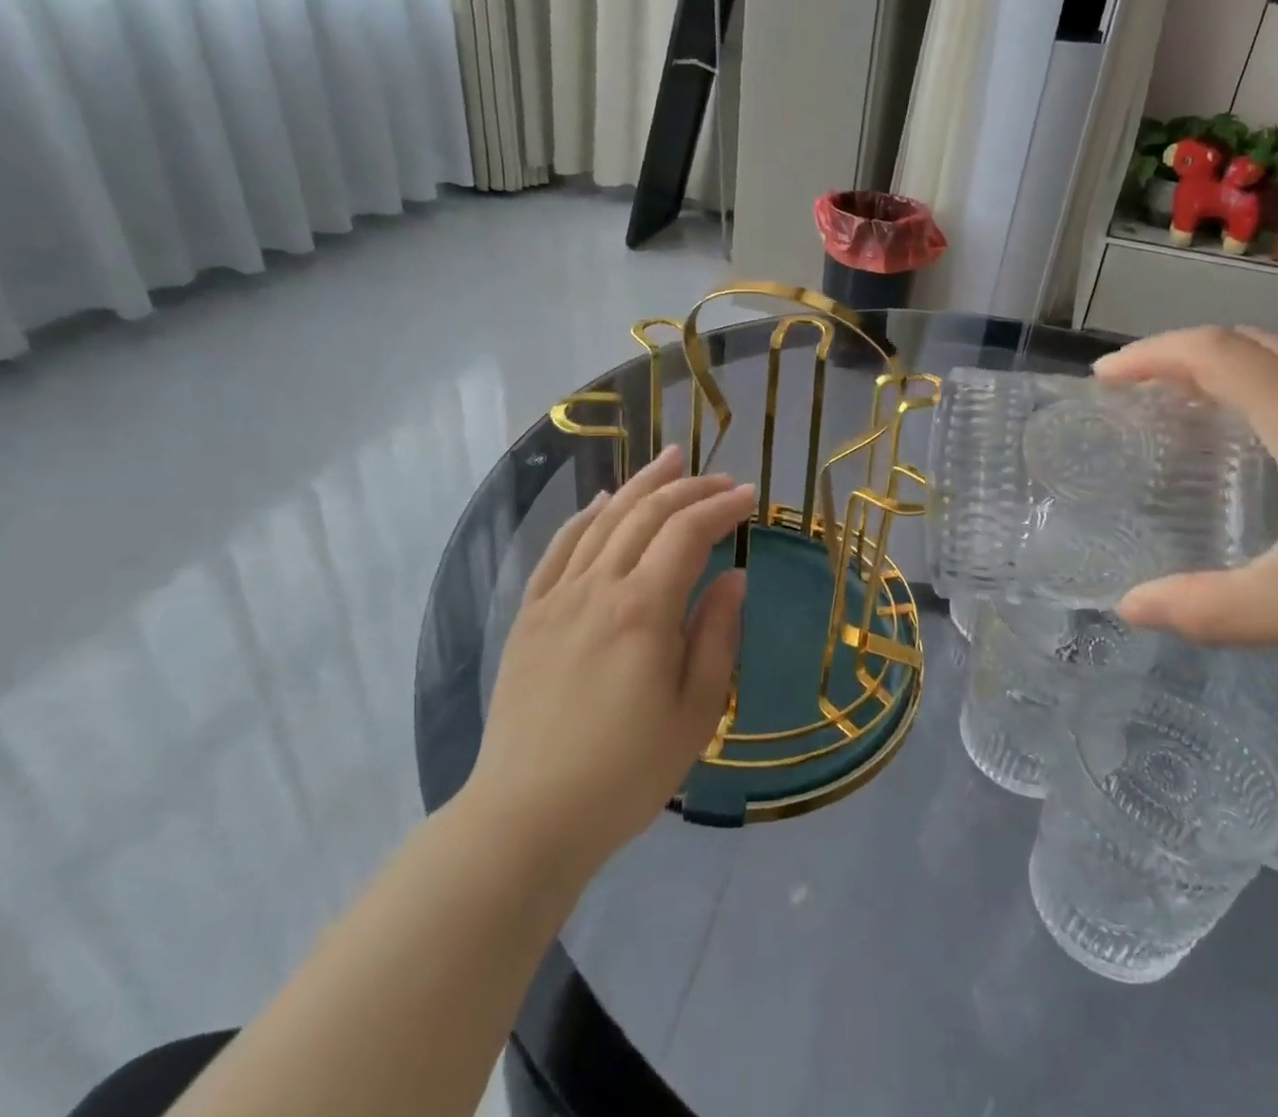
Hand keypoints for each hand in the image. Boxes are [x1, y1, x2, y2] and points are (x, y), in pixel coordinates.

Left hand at [464, 446, 755, 877]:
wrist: (527, 816)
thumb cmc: (625, 773)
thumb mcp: (695, 713)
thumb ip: (717, 636)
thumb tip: (734, 578)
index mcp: (643, 610)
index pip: (688, 534)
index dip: (721, 508)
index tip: (750, 497)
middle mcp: (597, 588)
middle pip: (645, 515)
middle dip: (688, 488)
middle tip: (721, 478)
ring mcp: (556, 597)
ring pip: (603, 520)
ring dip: (640, 486)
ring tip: (670, 460)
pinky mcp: (530, 615)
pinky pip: (560, 549)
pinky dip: (585, 516)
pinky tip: (602, 502)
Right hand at [1095, 327, 1277, 696]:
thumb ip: (1208, 607)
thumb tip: (1129, 608)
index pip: (1213, 352)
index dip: (1150, 355)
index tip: (1105, 378)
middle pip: (1251, 344)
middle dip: (1183, 354)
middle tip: (1140, 390)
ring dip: (1231, 372)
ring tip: (1192, 413)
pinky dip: (1271, 398)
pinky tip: (1272, 454)